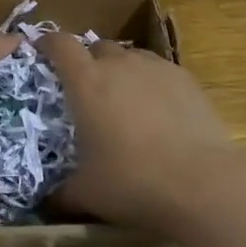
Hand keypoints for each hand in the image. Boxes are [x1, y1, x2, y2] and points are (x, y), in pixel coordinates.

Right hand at [36, 34, 243, 232]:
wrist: (202, 182)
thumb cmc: (133, 182)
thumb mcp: (88, 193)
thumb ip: (62, 193)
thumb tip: (48, 203)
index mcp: (86, 82)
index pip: (60, 44)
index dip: (48, 44)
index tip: (43, 51)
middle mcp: (119, 64)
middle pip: (97, 47)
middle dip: (89, 61)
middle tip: (88, 90)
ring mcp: (156, 68)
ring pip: (131, 56)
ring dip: (122, 70)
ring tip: (126, 101)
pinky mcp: (186, 79)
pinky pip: (159, 71)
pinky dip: (152, 83)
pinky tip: (159, 112)